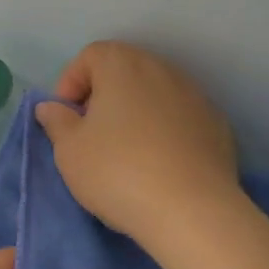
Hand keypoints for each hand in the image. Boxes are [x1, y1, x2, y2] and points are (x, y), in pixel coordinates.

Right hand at [34, 40, 241, 252]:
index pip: (90, 56)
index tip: (66, 118)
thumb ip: (57, 121)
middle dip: (104, 96)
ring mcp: (196, 96)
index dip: (71, 83)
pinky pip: (180, 118)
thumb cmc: (118, 172)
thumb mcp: (69, 150)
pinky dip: (165, 131)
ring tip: (127, 152)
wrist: (192, 212)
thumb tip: (51, 107)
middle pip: (125, 71)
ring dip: (136, 113)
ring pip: (155, 94)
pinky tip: (159, 165)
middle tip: (92, 133)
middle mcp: (162, 70)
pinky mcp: (217, 126)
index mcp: (123, 65)